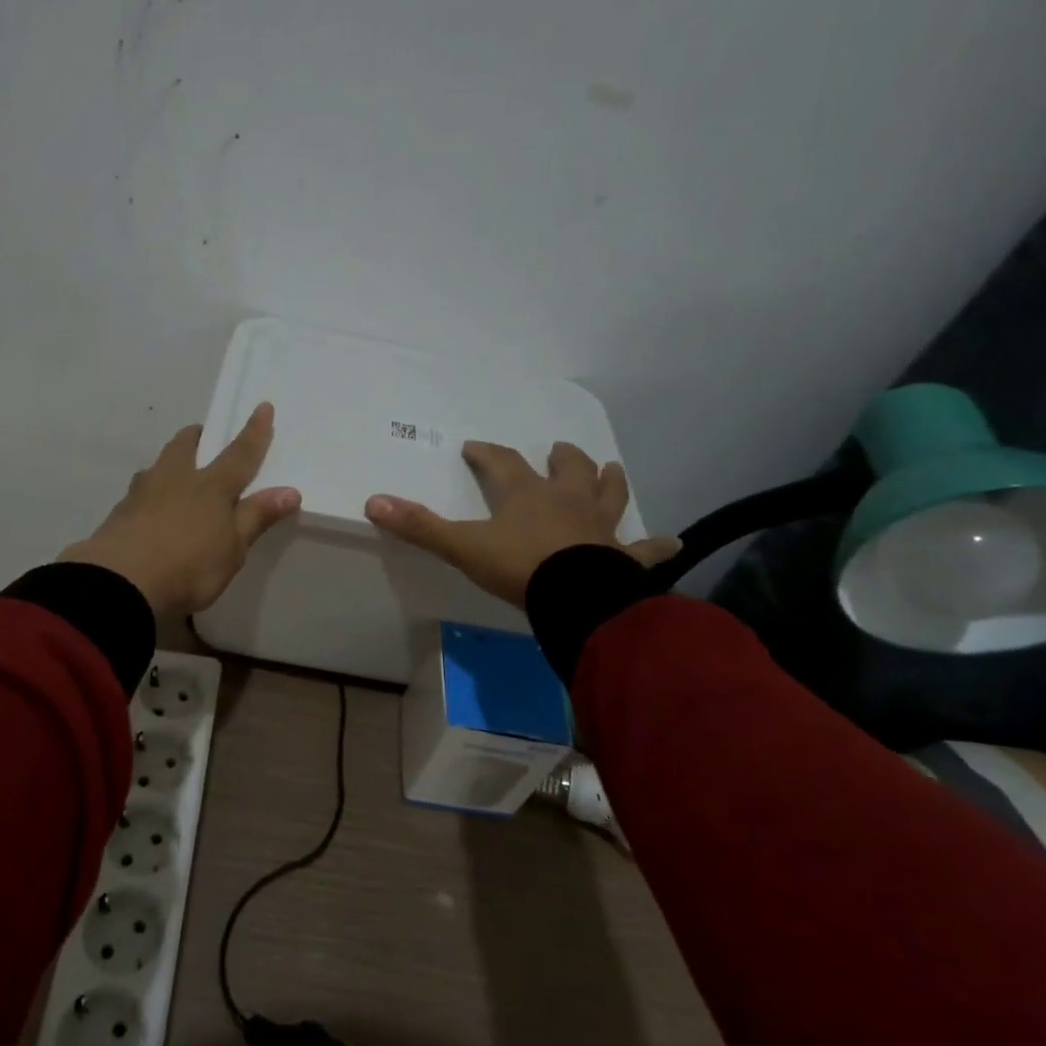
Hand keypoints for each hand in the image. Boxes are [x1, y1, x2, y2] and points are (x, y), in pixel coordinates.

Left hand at [61, 403, 301, 617]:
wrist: (119, 583)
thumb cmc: (189, 567)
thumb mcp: (232, 549)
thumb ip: (256, 517)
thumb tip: (289, 491)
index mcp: (211, 487)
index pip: (239, 454)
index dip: (254, 432)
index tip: (262, 407)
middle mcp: (175, 480)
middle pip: (184, 446)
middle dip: (197, 437)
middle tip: (203, 436)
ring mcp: (141, 494)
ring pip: (157, 466)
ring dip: (168, 463)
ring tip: (174, 474)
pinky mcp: (118, 514)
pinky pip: (138, 492)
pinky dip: (149, 493)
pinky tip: (149, 510)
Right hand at [364, 441, 679, 606]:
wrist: (575, 597)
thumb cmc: (519, 566)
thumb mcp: (463, 547)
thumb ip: (420, 526)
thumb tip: (373, 501)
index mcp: (527, 494)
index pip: (501, 463)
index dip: (486, 453)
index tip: (474, 447)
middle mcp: (567, 500)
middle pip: (568, 467)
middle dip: (561, 457)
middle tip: (557, 450)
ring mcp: (600, 525)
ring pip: (609, 492)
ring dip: (608, 479)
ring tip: (608, 469)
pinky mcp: (624, 555)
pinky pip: (646, 548)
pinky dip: (657, 546)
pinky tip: (672, 543)